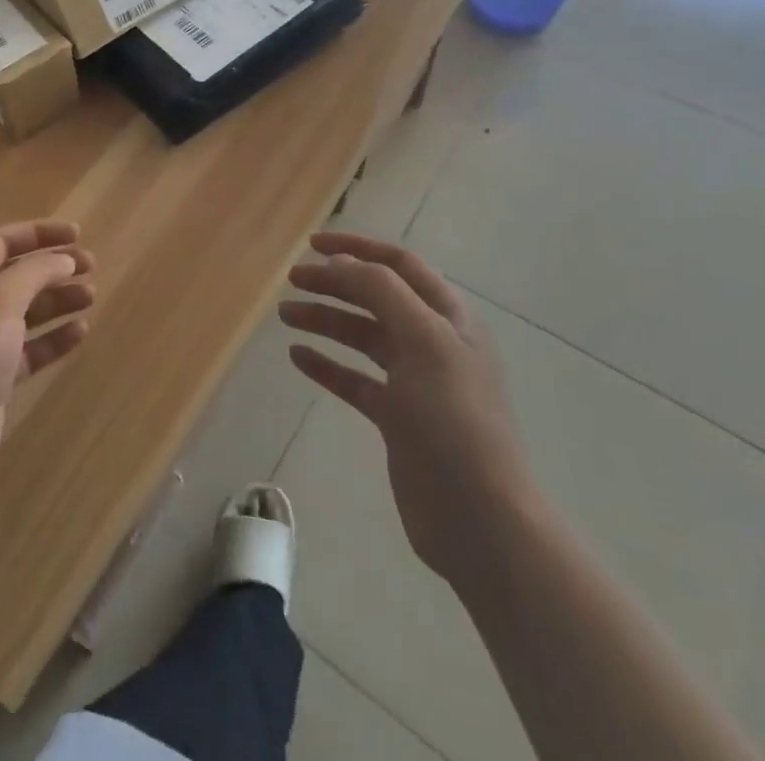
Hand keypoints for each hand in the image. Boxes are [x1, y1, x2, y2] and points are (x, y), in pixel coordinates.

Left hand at [0, 220, 95, 497]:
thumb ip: (35, 272)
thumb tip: (64, 260)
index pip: (3, 242)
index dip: (40, 233)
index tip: (78, 234)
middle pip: (17, 275)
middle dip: (54, 267)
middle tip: (91, 266)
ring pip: (27, 311)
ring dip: (59, 301)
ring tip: (91, 297)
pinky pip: (31, 348)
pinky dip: (55, 338)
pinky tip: (80, 332)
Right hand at [279, 231, 537, 582]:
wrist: (480, 519)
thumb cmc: (454, 419)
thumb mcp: (424, 341)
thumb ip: (383, 292)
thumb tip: (344, 262)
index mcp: (449, 318)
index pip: (399, 265)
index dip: (358, 248)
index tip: (312, 245)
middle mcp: (433, 342)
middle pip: (376, 298)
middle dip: (334, 283)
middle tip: (292, 280)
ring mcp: (415, 382)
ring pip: (362, 337)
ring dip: (325, 320)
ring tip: (285, 315)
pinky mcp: (397, 418)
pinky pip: (355, 380)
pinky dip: (327, 365)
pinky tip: (298, 357)